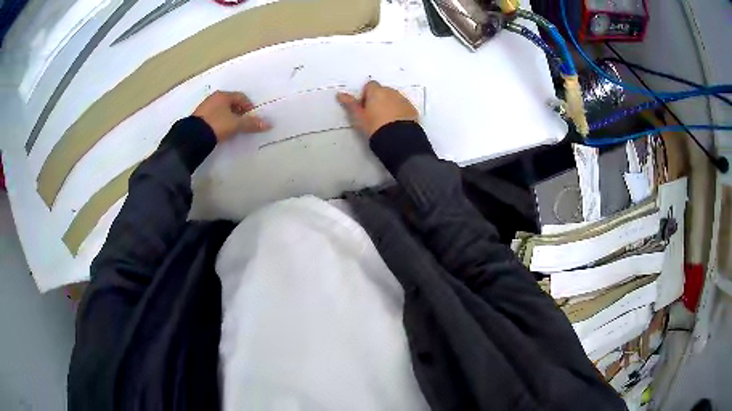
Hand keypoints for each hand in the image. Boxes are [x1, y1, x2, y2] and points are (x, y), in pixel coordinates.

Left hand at [193, 91, 270, 141]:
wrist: (193, 137)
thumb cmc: (217, 125)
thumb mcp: (236, 125)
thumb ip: (251, 123)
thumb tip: (269, 124)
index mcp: (223, 95)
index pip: (241, 97)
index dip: (249, 106)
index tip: (251, 117)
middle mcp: (214, 98)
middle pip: (231, 103)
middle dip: (239, 112)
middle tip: (243, 123)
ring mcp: (205, 107)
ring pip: (222, 110)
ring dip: (229, 117)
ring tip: (232, 128)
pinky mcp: (199, 117)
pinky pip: (214, 116)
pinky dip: (220, 121)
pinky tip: (221, 130)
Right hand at [337, 80, 418, 138]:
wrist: (398, 139)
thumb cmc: (374, 126)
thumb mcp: (359, 117)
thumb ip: (350, 104)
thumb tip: (340, 94)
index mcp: (377, 92)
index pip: (370, 85)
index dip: (366, 95)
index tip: (365, 107)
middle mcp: (391, 92)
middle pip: (383, 91)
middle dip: (379, 99)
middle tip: (374, 115)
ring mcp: (403, 100)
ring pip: (394, 98)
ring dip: (390, 105)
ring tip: (386, 121)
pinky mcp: (412, 109)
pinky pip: (404, 107)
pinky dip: (400, 111)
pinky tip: (396, 124)